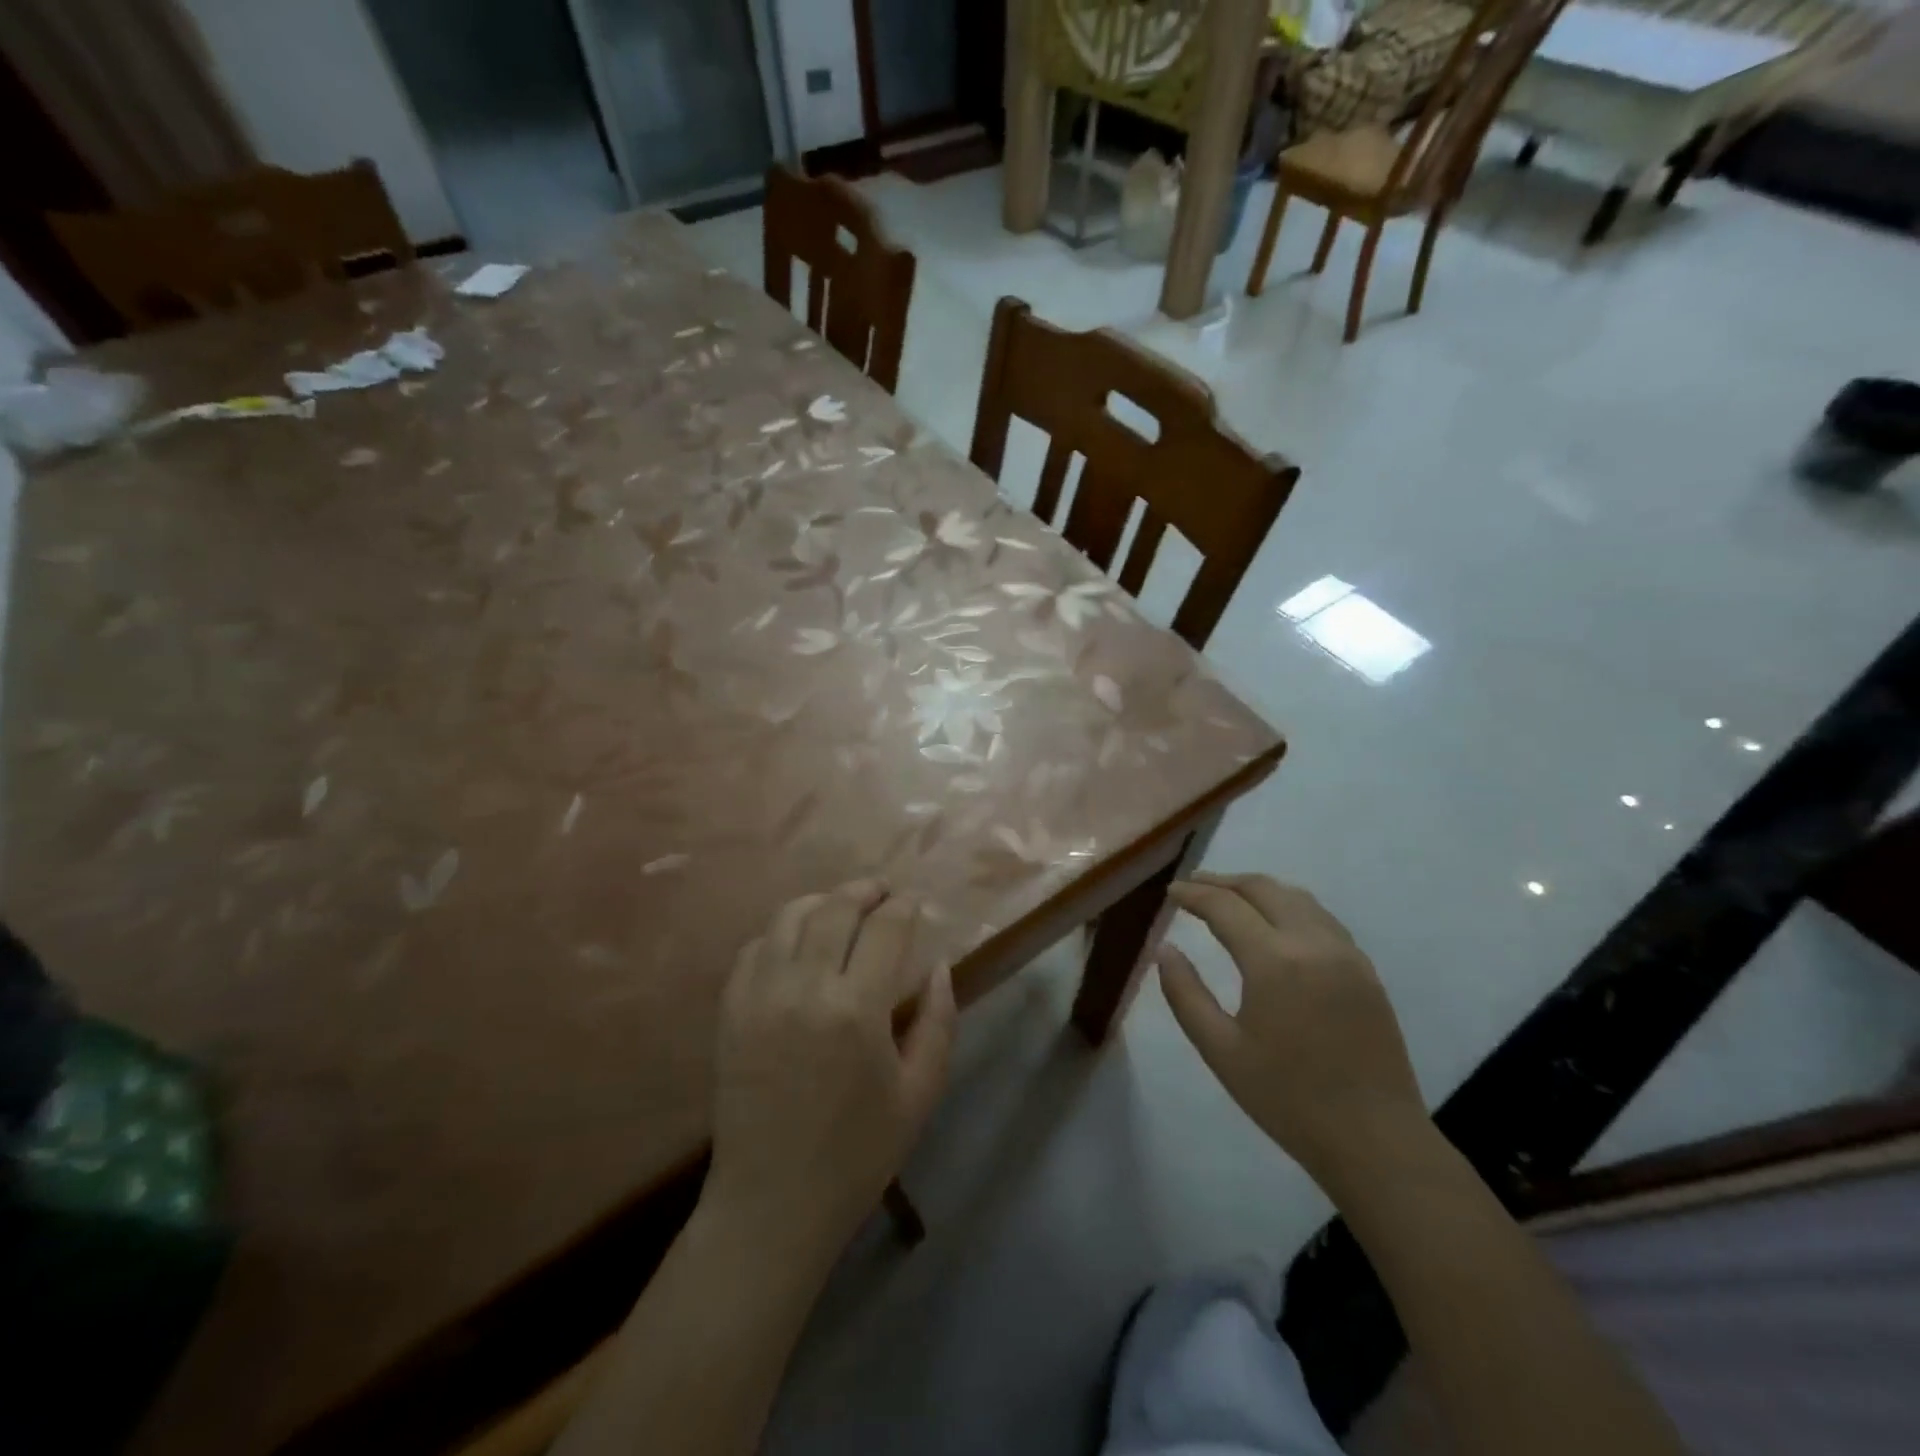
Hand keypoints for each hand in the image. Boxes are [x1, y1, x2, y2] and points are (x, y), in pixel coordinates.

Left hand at [704, 880, 955, 1264]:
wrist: (772, 1201)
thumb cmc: (858, 1153)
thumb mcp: (920, 1093)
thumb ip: (939, 1022)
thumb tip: (940, 966)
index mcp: (857, 1009)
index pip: (886, 928)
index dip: (905, 906)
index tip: (915, 902)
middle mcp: (804, 987)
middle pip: (837, 907)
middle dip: (865, 890)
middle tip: (883, 892)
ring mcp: (759, 994)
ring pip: (790, 916)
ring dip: (822, 901)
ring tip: (842, 907)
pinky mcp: (730, 1009)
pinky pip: (755, 947)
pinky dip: (781, 932)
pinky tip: (798, 944)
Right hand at [1157, 873, 1427, 1183]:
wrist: (1376, 1141)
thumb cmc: (1288, 1099)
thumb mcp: (1221, 1051)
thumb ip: (1185, 994)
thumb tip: (1164, 950)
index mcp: (1274, 961)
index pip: (1225, 906)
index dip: (1193, 895)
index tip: (1170, 893)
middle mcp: (1313, 943)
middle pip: (1263, 888)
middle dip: (1223, 881)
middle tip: (1193, 886)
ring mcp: (1346, 954)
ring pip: (1296, 897)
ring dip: (1258, 889)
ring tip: (1229, 896)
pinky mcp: (1365, 970)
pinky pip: (1321, 917)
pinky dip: (1289, 905)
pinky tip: (1275, 923)